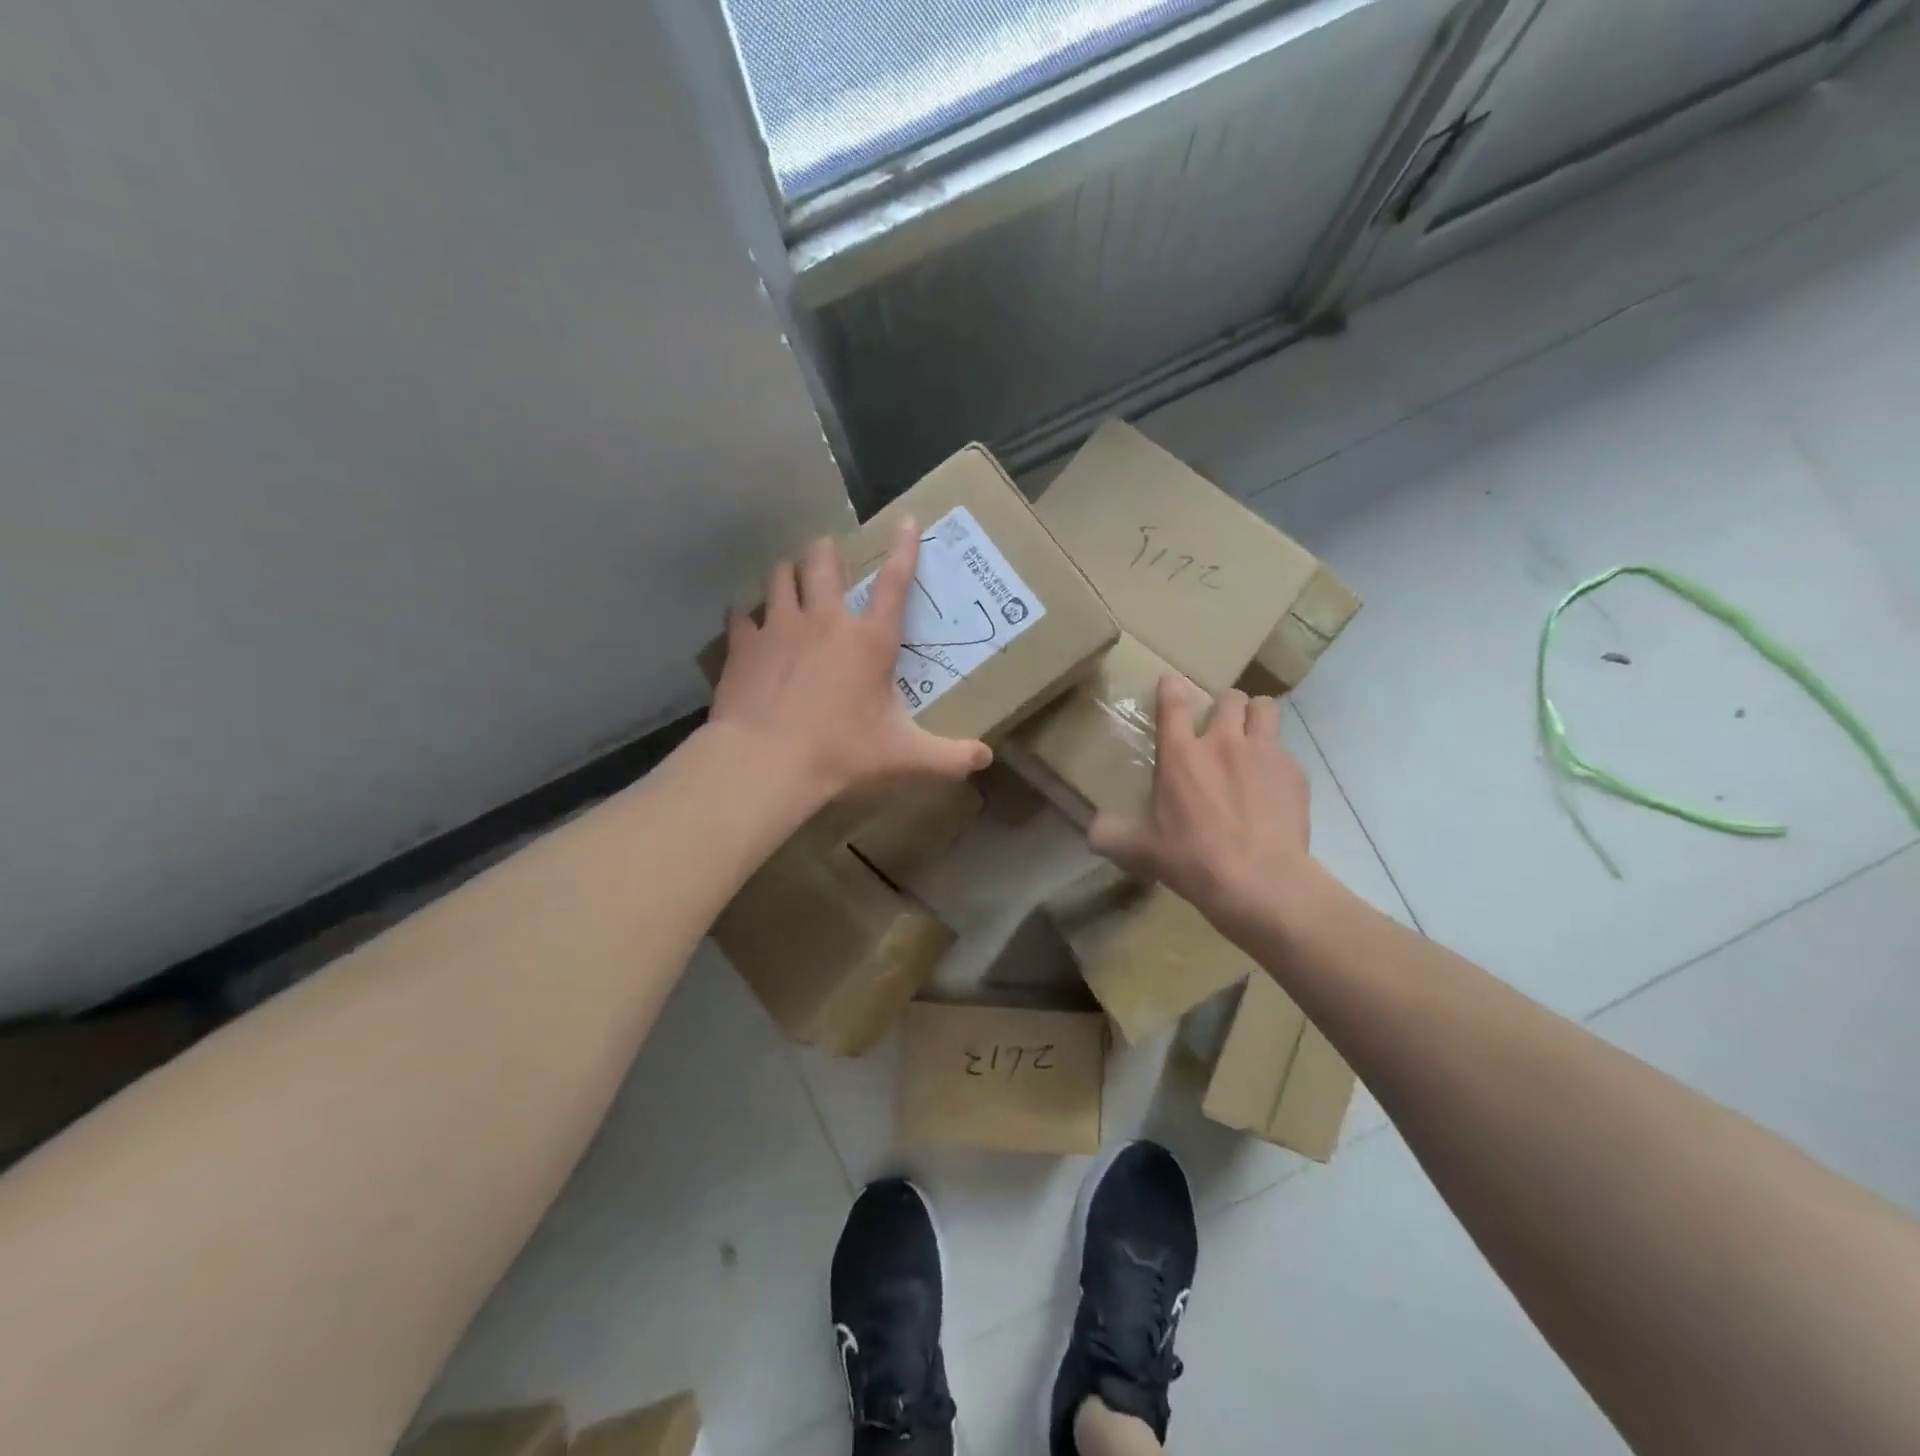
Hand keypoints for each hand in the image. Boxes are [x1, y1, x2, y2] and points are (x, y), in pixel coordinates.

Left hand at [710, 517, 991, 807]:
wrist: (766, 763)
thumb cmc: (841, 754)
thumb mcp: (904, 757)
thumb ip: (949, 757)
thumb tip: (986, 759)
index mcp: (869, 641)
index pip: (894, 583)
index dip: (905, 549)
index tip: (907, 520)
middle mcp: (825, 621)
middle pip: (823, 561)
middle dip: (826, 552)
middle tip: (828, 555)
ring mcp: (779, 627)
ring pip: (780, 576)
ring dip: (788, 574)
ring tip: (790, 581)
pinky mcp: (744, 644)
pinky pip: (741, 612)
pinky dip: (746, 613)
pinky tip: (748, 622)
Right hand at [1087, 676, 1313, 934]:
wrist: (1260, 882)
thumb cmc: (1192, 859)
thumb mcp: (1138, 850)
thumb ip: (1109, 834)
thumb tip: (1091, 829)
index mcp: (1181, 755)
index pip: (1174, 701)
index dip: (1172, 687)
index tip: (1172, 685)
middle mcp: (1223, 742)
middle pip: (1229, 697)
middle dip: (1223, 704)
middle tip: (1218, 725)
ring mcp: (1264, 754)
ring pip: (1264, 707)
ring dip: (1255, 715)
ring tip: (1251, 735)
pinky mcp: (1294, 773)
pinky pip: (1286, 750)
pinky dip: (1277, 760)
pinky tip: (1272, 785)